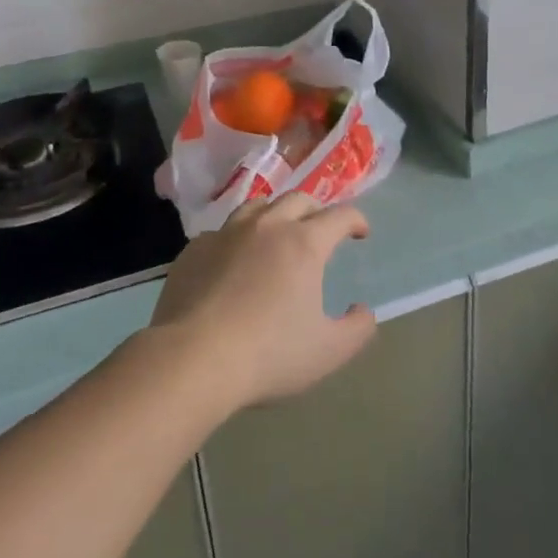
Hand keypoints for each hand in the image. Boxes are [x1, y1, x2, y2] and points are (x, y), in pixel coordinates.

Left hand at [149, 193, 376, 413]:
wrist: (192, 358)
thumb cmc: (268, 354)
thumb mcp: (328, 352)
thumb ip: (357, 330)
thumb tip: (364, 312)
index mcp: (304, 243)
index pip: (339, 216)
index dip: (356, 220)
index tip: (361, 232)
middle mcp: (267, 226)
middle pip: (298, 199)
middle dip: (317, 210)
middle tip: (321, 229)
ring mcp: (226, 234)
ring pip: (257, 206)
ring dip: (276, 214)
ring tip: (278, 232)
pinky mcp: (195, 249)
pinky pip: (222, 232)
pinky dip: (236, 239)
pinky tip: (233, 260)